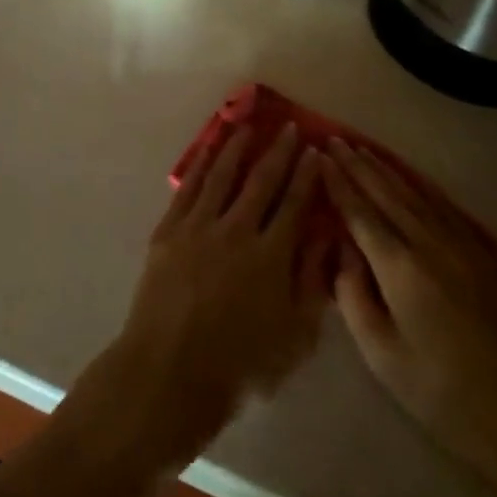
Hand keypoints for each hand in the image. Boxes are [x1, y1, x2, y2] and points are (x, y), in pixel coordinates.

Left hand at [90, 125, 331, 470]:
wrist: (169, 371)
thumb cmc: (240, 365)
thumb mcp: (295, 337)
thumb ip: (312, 282)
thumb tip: (327, 235)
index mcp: (271, 256)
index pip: (296, 204)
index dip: (307, 176)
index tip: (315, 151)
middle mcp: (236, 230)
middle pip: (261, 181)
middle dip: (278, 152)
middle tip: (289, 127)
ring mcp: (198, 227)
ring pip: (222, 175)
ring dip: (237, 147)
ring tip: (248, 125)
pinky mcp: (168, 230)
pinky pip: (188, 188)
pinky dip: (201, 164)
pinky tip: (209, 150)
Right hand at [324, 139, 496, 472]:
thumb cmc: (444, 394)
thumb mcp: (382, 356)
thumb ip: (354, 297)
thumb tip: (343, 253)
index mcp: (401, 269)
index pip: (360, 213)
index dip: (338, 183)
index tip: (320, 156)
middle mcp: (431, 245)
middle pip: (387, 194)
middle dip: (358, 165)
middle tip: (335, 139)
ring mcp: (464, 247)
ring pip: (417, 195)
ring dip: (387, 170)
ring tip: (364, 149)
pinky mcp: (487, 257)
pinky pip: (445, 208)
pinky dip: (421, 187)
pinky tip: (412, 180)